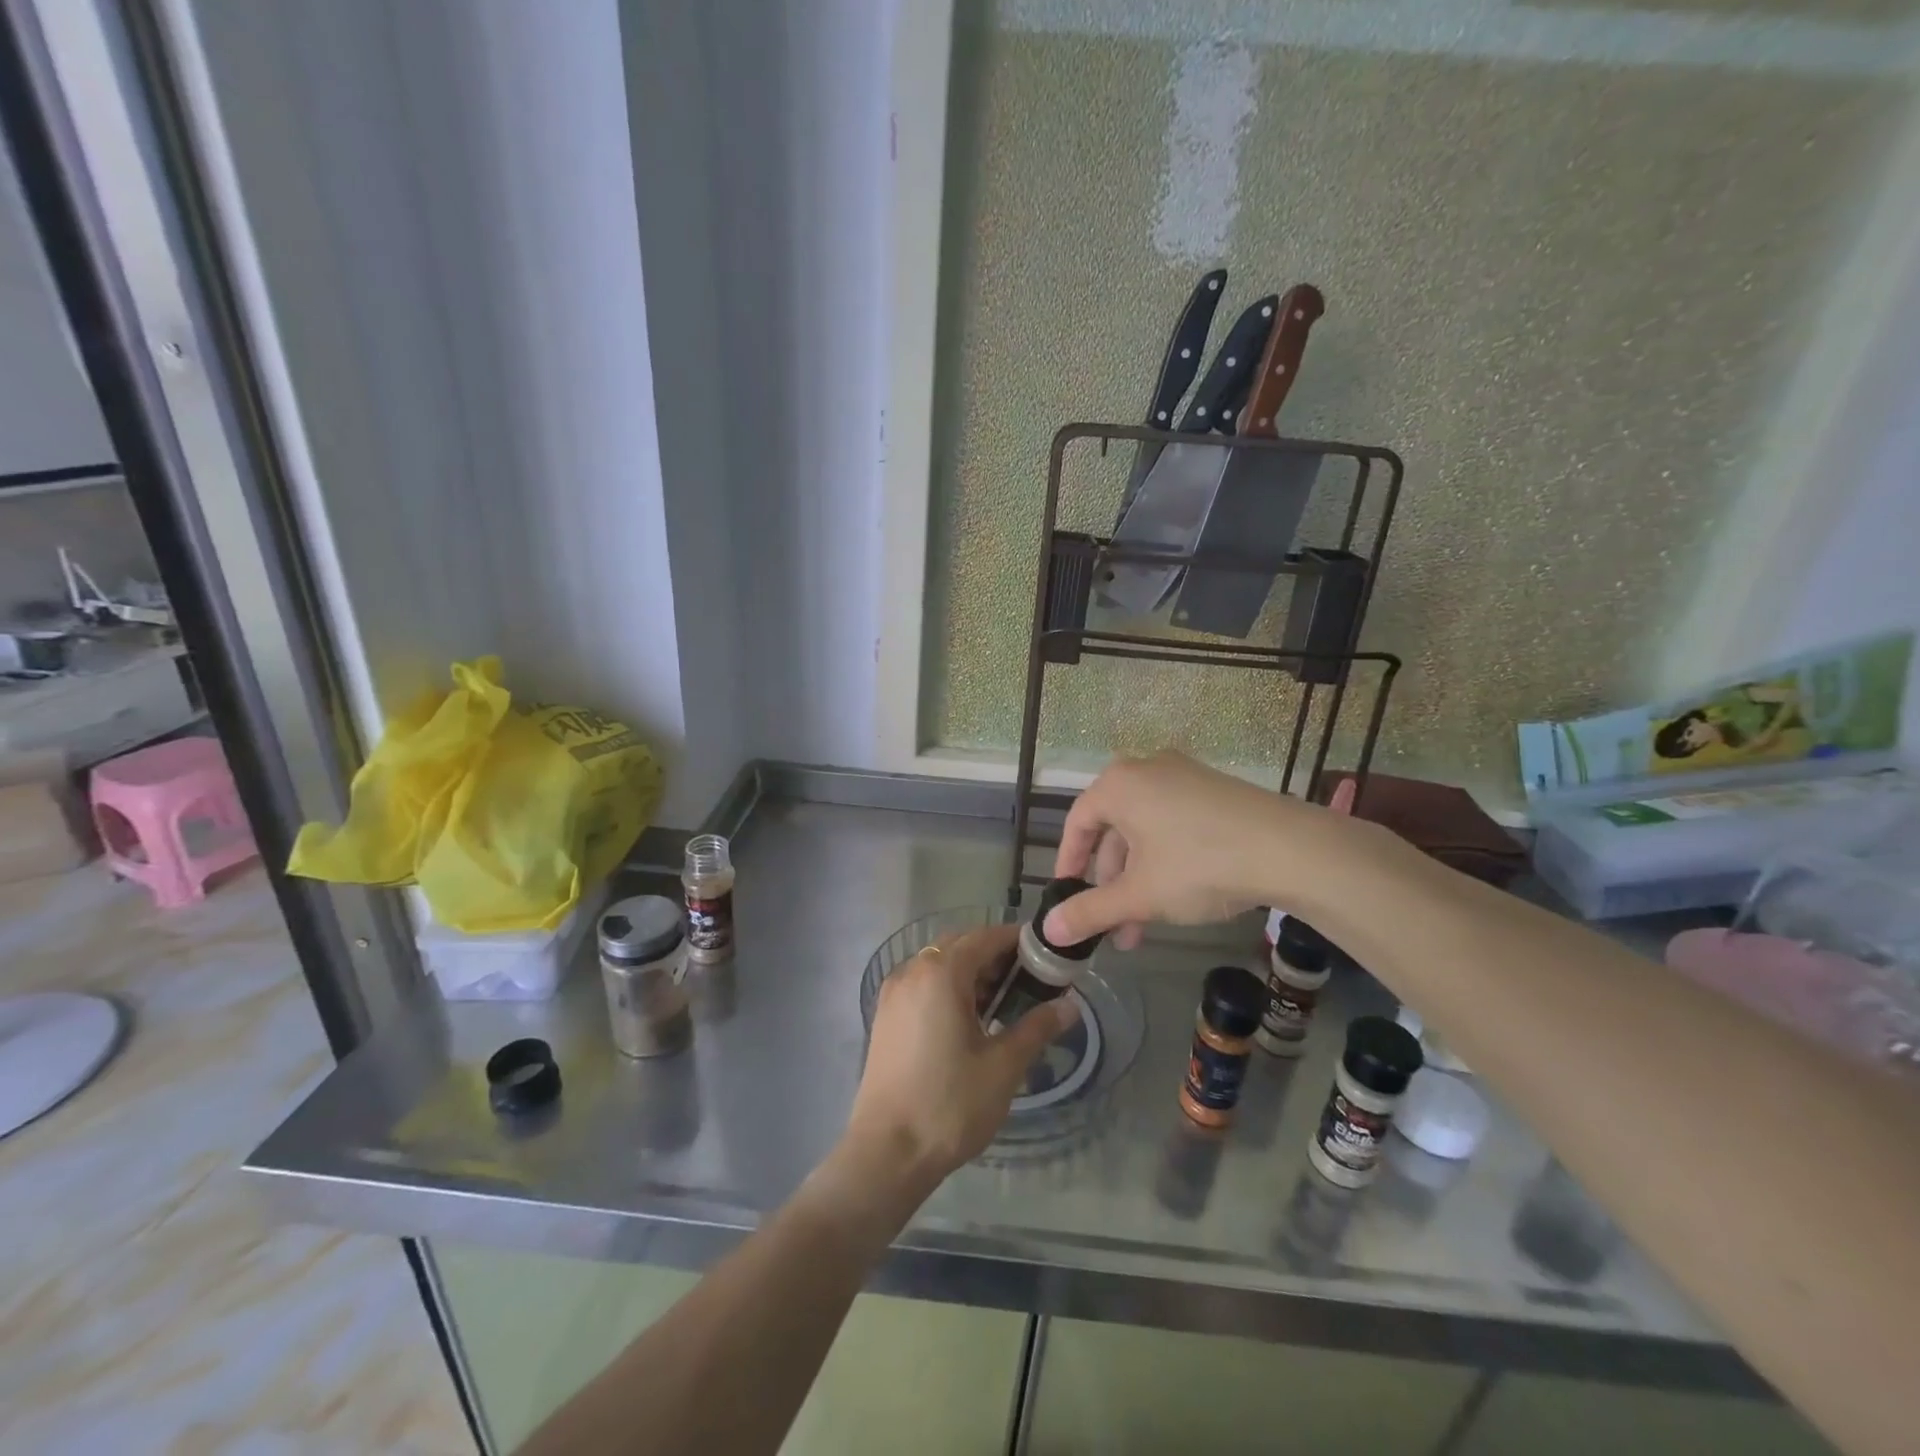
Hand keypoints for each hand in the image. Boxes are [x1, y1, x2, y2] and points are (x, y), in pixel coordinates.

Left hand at [842, 924, 1078, 1196]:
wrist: (886, 1153)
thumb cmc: (949, 1104)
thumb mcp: (1003, 1066)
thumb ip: (1037, 1027)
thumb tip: (1070, 1005)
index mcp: (941, 972)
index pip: (986, 937)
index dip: (1019, 942)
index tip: (1049, 957)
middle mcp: (912, 970)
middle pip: (961, 946)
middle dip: (997, 957)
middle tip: (1032, 983)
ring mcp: (894, 993)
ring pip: (940, 965)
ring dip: (973, 974)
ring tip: (1005, 1005)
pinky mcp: (886, 1017)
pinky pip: (924, 985)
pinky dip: (950, 990)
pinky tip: (970, 1022)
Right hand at [1045, 751, 1358, 949]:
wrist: (1291, 849)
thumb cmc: (1199, 865)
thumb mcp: (1139, 894)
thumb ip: (1090, 911)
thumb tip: (1049, 930)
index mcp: (1118, 784)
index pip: (1077, 823)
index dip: (1068, 864)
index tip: (1068, 897)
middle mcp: (1147, 770)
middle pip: (1114, 830)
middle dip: (1111, 884)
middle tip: (1114, 926)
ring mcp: (1185, 776)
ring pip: (1145, 832)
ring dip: (1138, 879)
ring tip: (1145, 926)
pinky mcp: (1215, 790)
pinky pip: (1174, 824)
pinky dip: (1165, 860)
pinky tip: (1178, 897)